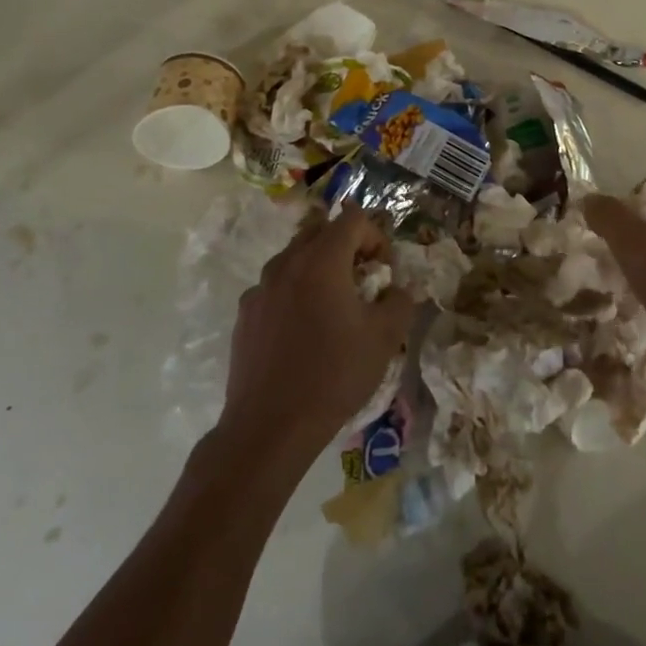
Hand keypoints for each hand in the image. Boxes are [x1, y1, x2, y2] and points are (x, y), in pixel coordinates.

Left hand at [219, 207, 414, 468]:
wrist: (270, 426)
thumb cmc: (334, 375)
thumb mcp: (385, 338)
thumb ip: (400, 301)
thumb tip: (396, 290)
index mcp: (322, 260)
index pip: (353, 218)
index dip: (375, 236)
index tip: (383, 271)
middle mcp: (286, 263)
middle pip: (321, 231)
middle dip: (347, 247)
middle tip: (362, 282)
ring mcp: (260, 287)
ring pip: (296, 258)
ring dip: (320, 269)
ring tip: (333, 308)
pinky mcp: (245, 313)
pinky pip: (277, 287)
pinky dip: (295, 293)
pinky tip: (303, 332)